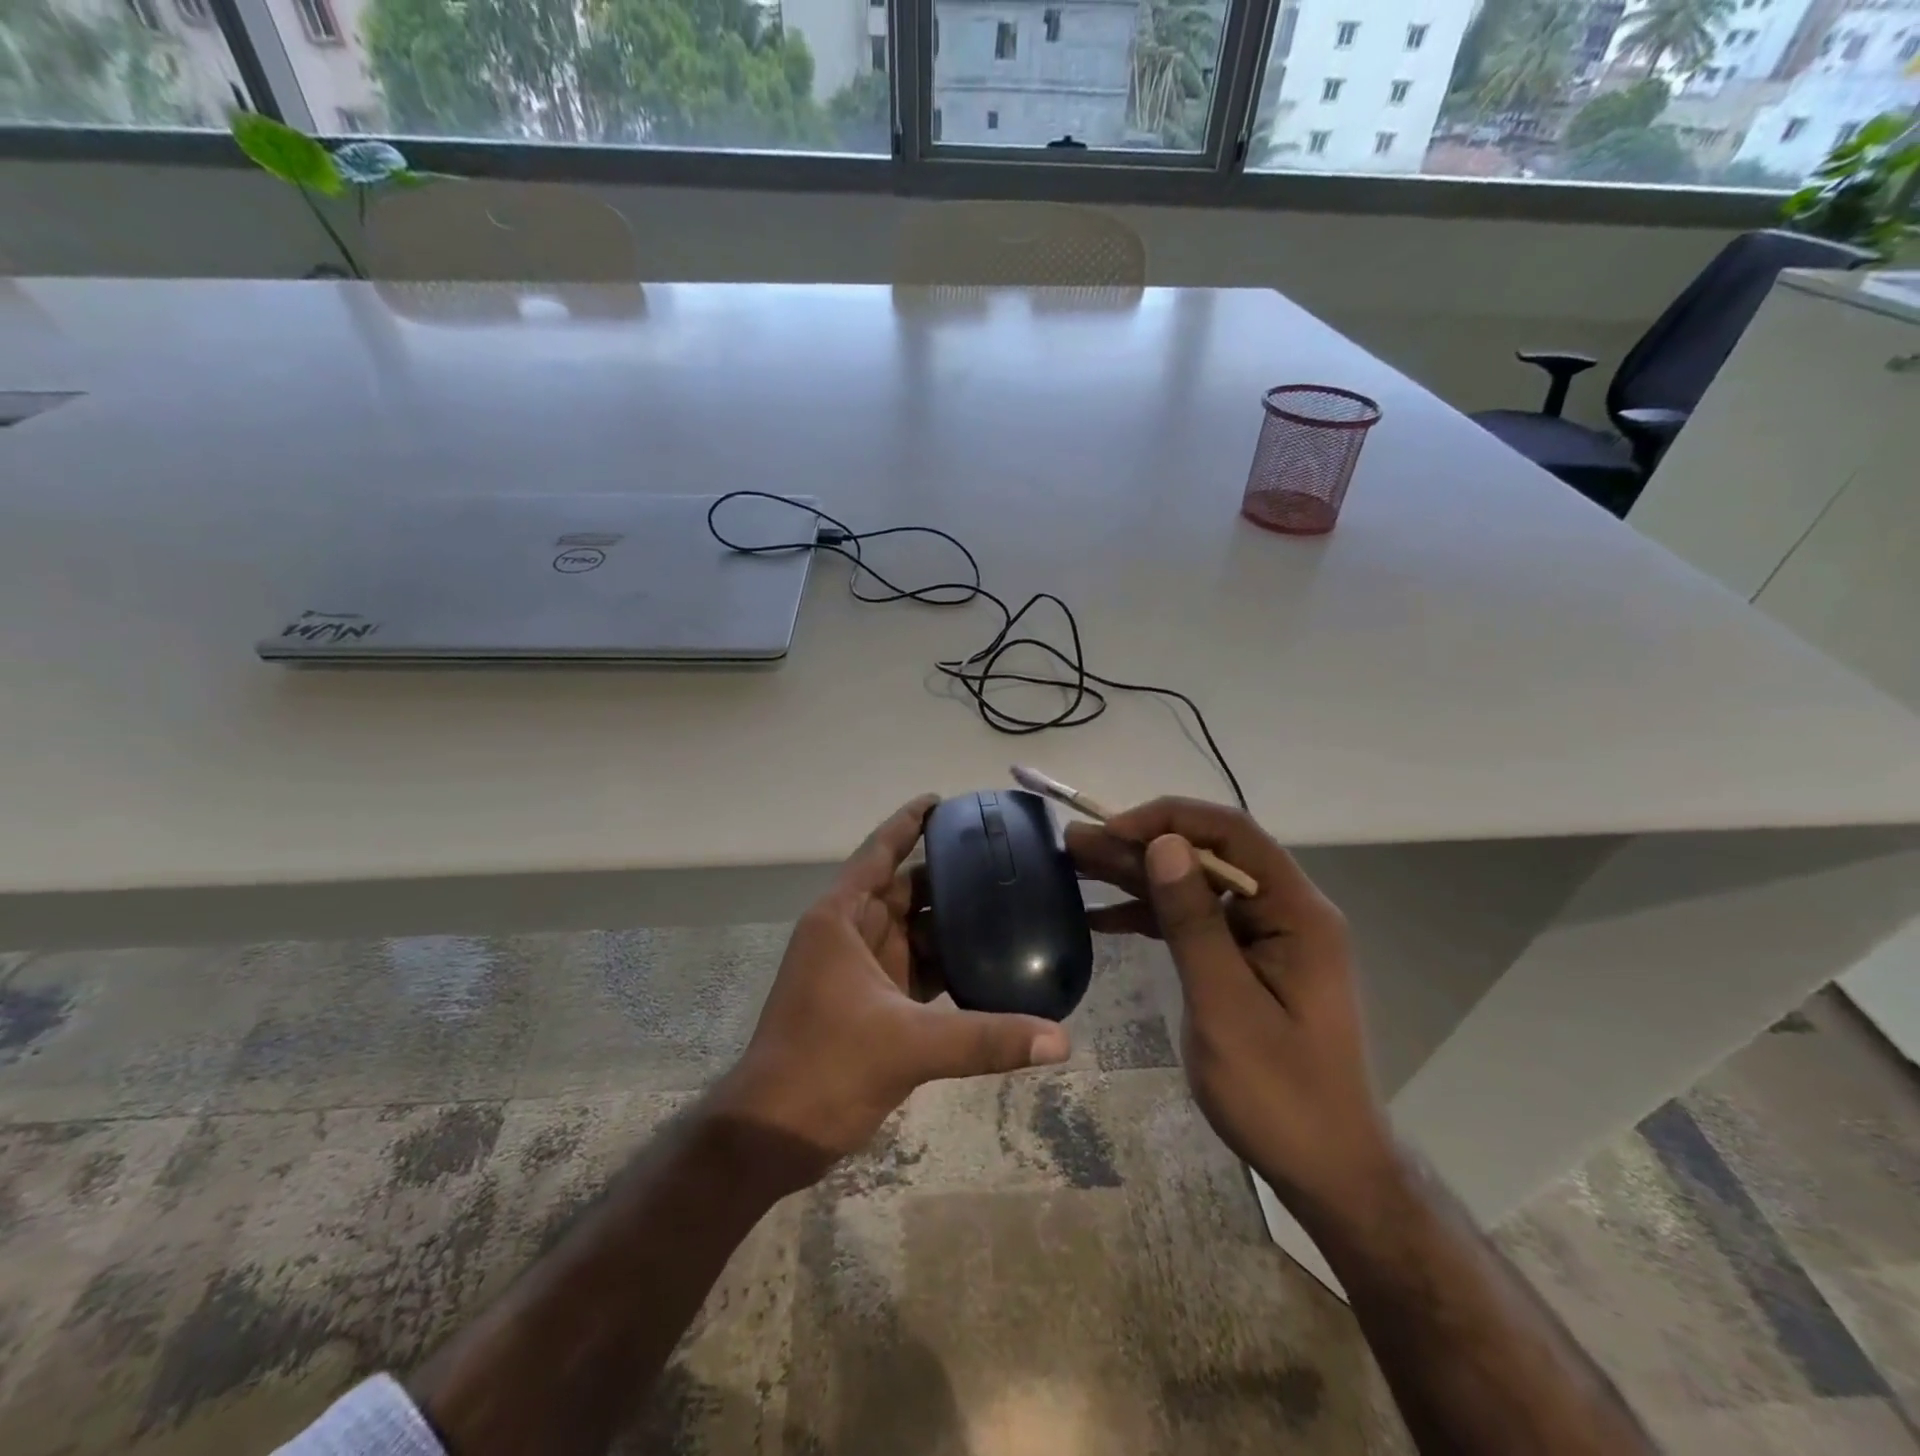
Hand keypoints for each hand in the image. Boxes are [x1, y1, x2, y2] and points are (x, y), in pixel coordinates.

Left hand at [710, 795, 1070, 1190]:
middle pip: (903, 889)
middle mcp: (849, 934)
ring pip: (912, 931)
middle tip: (1001, 858)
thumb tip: (1061, 1040)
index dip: (909, 823)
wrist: (773, 1133)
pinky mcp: (871, 1005)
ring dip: (950, 920)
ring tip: (1006, 903)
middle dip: (945, 873)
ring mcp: (859, 971)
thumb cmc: (825, 1066)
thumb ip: (985, 1037)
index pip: (880, 853)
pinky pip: (916, 970)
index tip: (944, 801)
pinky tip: (986, 963)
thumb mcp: (907, 1044)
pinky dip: (946, 964)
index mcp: (841, 919)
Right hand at [1067, 798, 1395, 1218]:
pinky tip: (1101, 917)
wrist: (1328, 1170)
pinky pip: (1193, 923)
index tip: (1113, 829)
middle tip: (1073, 843)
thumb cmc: (1281, 1094)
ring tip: (1075, 865)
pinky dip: (1149, 916)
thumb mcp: (1226, 1006)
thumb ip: (1195, 922)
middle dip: (1139, 846)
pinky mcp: (1245, 961)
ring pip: (1193, 887)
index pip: (1230, 834)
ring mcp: (1264, 937)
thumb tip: (1164, 844)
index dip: (1169, 819)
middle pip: (1205, 857)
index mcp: (1296, 911)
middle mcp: (1283, 911)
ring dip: (1136, 877)